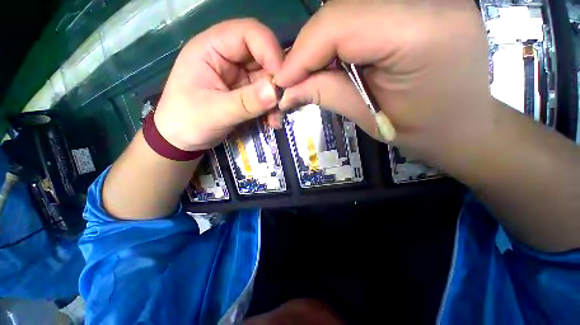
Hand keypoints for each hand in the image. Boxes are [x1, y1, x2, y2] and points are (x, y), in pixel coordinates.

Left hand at [154, 19, 283, 150]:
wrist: (183, 140)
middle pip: (264, 57)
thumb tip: (276, 92)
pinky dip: (273, 108)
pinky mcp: (247, 94)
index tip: (282, 79)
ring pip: (269, 79)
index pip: (248, 33)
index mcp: (211, 48)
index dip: (270, 51)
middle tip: (284, 103)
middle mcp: (229, 58)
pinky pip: (267, 95)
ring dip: (277, 99)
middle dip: (277, 81)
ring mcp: (240, 77)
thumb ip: (245, 102)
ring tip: (276, 119)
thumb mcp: (215, 112)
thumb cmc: (187, 121)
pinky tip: (272, 122)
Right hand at [275, 0, 493, 167]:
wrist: (463, 125)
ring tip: (313, 72)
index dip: (301, 53)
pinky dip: (340, 35)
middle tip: (295, 79)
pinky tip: (337, 59)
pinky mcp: (421, 3)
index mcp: (421, 34)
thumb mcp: (368, 117)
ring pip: (349, 7)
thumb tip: (287, 91)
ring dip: (323, 41)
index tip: (282, 81)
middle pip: (341, 9)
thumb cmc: (421, 131)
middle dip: (309, 48)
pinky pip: (364, 11)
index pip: (339, 24)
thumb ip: (326, 94)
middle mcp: (429, 1)